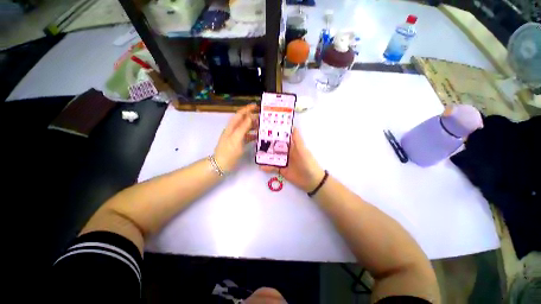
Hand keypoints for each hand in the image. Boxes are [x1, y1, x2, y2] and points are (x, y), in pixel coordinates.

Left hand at [214, 104, 257, 171]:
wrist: (220, 166)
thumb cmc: (228, 152)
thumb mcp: (236, 139)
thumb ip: (243, 127)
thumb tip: (250, 116)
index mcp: (231, 127)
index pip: (240, 114)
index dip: (247, 109)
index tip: (257, 106)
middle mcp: (233, 130)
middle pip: (243, 120)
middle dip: (253, 117)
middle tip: (264, 118)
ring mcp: (234, 137)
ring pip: (245, 128)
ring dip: (253, 126)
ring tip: (263, 127)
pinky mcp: (237, 144)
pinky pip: (246, 137)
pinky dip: (252, 135)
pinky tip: (258, 138)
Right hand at [260, 128, 324, 192]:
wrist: (312, 181)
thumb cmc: (309, 163)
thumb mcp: (303, 151)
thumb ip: (297, 140)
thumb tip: (293, 127)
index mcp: (293, 145)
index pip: (283, 137)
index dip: (276, 132)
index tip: (266, 127)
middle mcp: (287, 152)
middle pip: (275, 146)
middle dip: (267, 143)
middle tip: (256, 140)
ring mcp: (284, 161)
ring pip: (272, 156)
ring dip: (265, 155)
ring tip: (256, 153)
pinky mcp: (282, 170)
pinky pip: (273, 167)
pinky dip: (267, 166)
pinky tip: (261, 166)